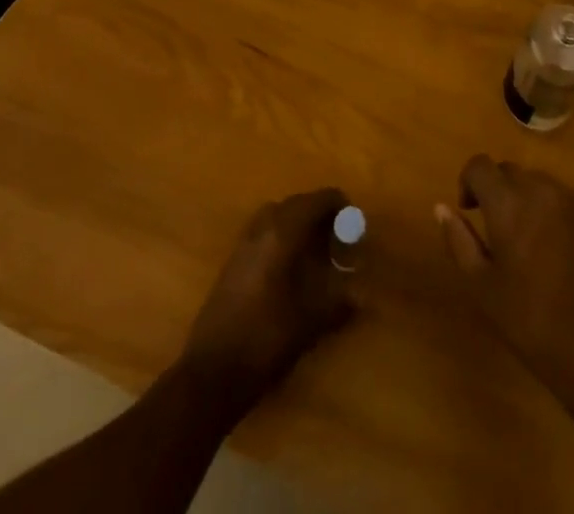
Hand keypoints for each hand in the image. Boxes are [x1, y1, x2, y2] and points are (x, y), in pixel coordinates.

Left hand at [181, 187, 356, 410]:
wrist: (211, 374)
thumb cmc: (266, 340)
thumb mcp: (311, 321)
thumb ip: (340, 301)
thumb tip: (362, 294)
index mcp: (283, 232)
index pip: (317, 200)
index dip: (339, 205)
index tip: (355, 223)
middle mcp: (261, 228)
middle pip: (296, 203)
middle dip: (319, 213)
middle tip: (338, 236)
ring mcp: (242, 244)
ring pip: (275, 215)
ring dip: (297, 222)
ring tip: (314, 249)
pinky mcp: (231, 263)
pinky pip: (262, 233)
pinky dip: (279, 236)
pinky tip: (288, 268)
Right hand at [435, 156, 573, 411]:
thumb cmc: (533, 324)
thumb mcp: (483, 289)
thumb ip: (459, 241)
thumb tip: (442, 207)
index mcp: (509, 204)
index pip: (480, 165)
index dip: (469, 182)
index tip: (471, 211)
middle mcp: (543, 189)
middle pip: (511, 172)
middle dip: (499, 192)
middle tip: (502, 233)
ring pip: (542, 184)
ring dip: (530, 202)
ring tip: (535, 245)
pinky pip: (570, 200)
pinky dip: (560, 214)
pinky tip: (566, 254)